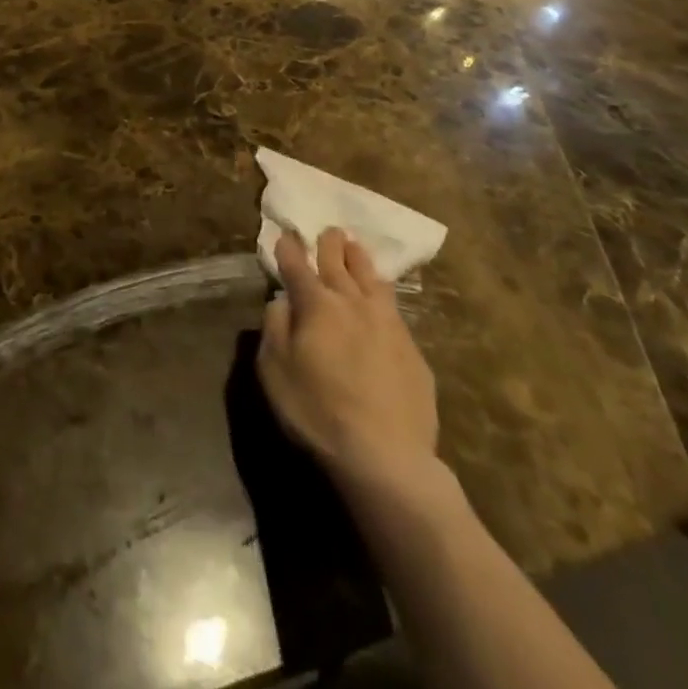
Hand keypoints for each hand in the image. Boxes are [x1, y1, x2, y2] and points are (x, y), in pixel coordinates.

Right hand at [257, 228, 440, 497]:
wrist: (386, 458)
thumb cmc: (317, 412)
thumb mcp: (274, 370)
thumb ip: (275, 328)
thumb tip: (282, 302)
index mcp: (316, 305)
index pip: (297, 266)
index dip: (289, 249)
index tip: (285, 235)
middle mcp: (353, 303)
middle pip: (339, 264)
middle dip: (330, 245)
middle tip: (329, 231)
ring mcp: (388, 325)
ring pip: (372, 279)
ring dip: (360, 260)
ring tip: (355, 247)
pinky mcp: (413, 351)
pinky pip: (394, 310)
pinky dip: (382, 294)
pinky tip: (382, 298)